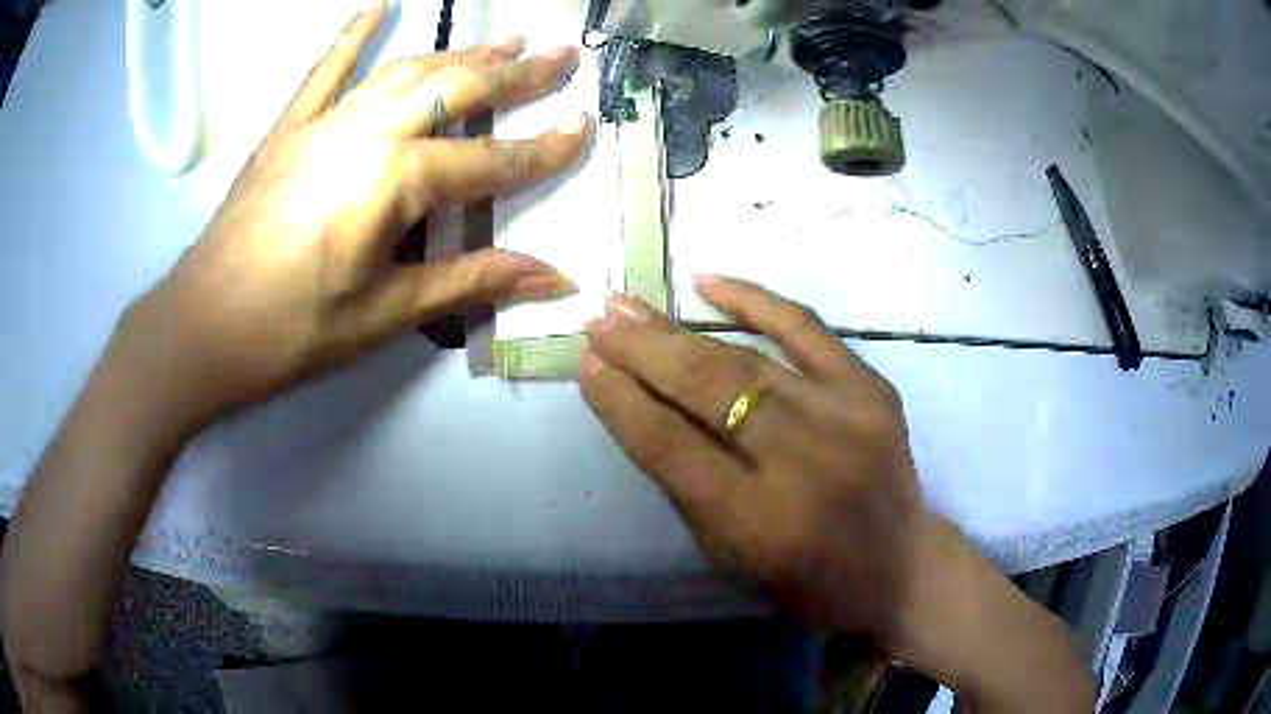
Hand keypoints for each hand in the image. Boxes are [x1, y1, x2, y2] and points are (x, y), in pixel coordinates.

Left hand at [128, 0, 589, 426]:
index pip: (490, 159)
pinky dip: (355, 32)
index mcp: (395, 182)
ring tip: (504, 39)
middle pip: (456, 90)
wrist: (203, 326)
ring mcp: (325, 121)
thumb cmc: (294, 331)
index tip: (585, 127)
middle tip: (562, 54)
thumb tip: (552, 277)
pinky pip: (327, 67)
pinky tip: (381, 4)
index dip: (543, 148)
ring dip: (460, 52)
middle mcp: (368, 132)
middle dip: (516, 74)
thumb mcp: (386, 314)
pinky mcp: (290, 126)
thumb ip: (471, 281)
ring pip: (407, 71)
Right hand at [579, 275, 925, 638]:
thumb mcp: (731, 555)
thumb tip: (639, 404)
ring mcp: (846, 417)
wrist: (900, 567)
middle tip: (600, 322)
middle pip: (708, 390)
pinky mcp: (872, 390)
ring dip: (680, 329)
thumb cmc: (807, 579)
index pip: (672, 448)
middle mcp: (804, 463)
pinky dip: (755, 301)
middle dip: (643, 351)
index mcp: (760, 523)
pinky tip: (708, 283)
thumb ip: (686, 484)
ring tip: (630, 306)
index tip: (587, 363)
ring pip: (747, 359)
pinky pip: (808, 329)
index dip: (622, 402)